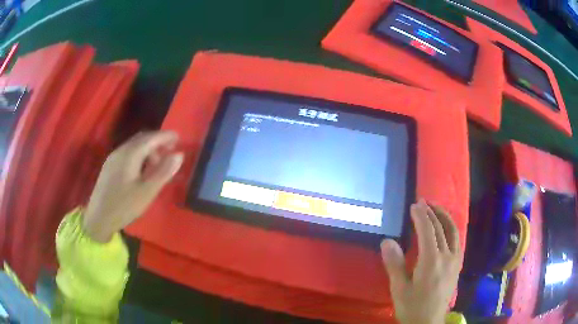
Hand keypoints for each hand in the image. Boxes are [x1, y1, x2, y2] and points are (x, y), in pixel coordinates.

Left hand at [83, 131, 183, 242]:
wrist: (98, 218)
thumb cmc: (123, 206)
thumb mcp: (147, 192)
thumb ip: (163, 172)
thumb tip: (179, 155)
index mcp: (129, 155)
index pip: (150, 138)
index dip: (165, 136)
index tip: (178, 138)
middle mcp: (120, 151)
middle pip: (141, 139)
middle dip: (157, 141)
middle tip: (170, 151)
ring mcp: (113, 158)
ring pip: (133, 146)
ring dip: (148, 150)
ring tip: (157, 165)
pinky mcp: (109, 167)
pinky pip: (127, 154)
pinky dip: (139, 156)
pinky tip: (141, 171)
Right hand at [381, 199, 462, 323]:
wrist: (428, 322)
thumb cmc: (412, 307)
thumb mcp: (399, 289)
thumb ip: (395, 264)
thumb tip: (387, 241)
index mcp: (431, 261)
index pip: (428, 231)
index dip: (421, 216)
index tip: (414, 205)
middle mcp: (447, 257)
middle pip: (440, 229)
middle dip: (431, 213)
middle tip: (423, 202)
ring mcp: (455, 261)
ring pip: (453, 232)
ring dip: (444, 217)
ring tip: (436, 208)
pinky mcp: (457, 266)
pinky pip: (457, 241)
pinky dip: (452, 229)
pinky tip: (446, 229)